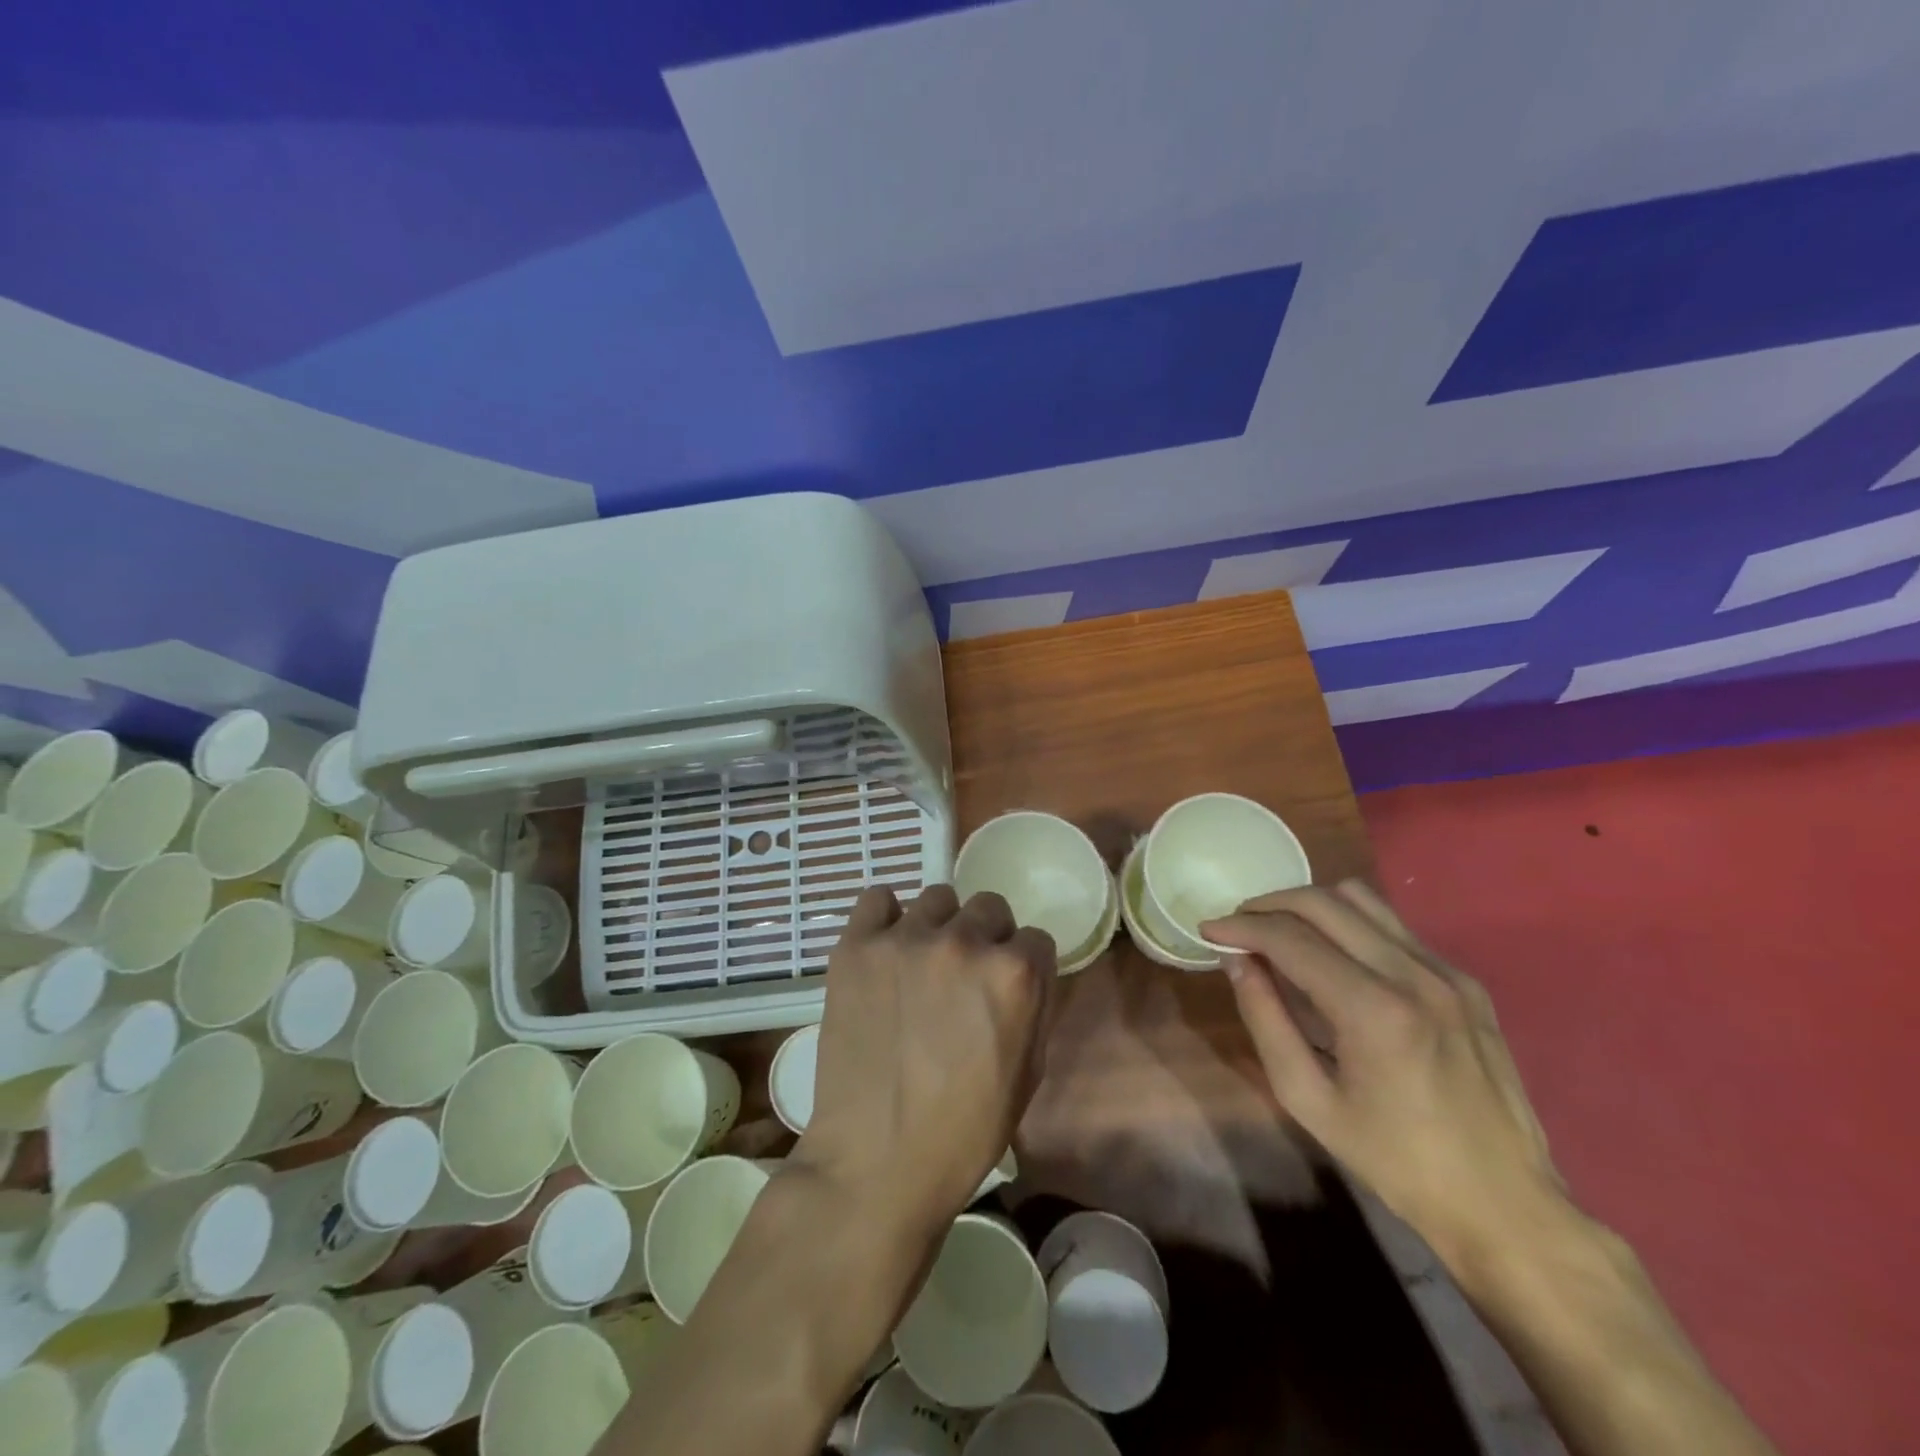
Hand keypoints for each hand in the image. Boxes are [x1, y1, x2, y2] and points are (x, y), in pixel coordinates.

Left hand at [794, 884, 1054, 1235]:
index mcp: (1014, 974)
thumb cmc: (963, 1132)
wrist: (876, 1162)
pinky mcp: (857, 946)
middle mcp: (964, 942)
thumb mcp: (1028, 1073)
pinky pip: (877, 900)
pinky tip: (885, 951)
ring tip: (920, 967)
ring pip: (937, 899)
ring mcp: (906, 939)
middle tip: (963, 978)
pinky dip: (885, 919)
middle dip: (986, 939)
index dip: (1024, 965)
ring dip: (938, 927)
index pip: (1035, 938)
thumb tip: (1024, 971)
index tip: (1005, 988)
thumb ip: (1033, 1006)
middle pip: (988, 907)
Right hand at [1204, 880, 1563, 1269]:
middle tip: (1238, 925)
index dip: (1241, 927)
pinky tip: (1334, 957)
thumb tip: (1237, 962)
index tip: (1208, 929)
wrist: (1506, 1205)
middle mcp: (1414, 974)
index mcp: (1374, 1010)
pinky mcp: (1465, 981)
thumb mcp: (1309, 1100)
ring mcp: (1447, 972)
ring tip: (1281, 931)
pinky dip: (1350, 925)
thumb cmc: (1395, 1162)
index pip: (1291, 938)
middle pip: (1324, 902)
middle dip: (1269, 904)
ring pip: (1362, 899)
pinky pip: (1394, 927)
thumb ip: (1266, 1020)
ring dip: (1310, 905)